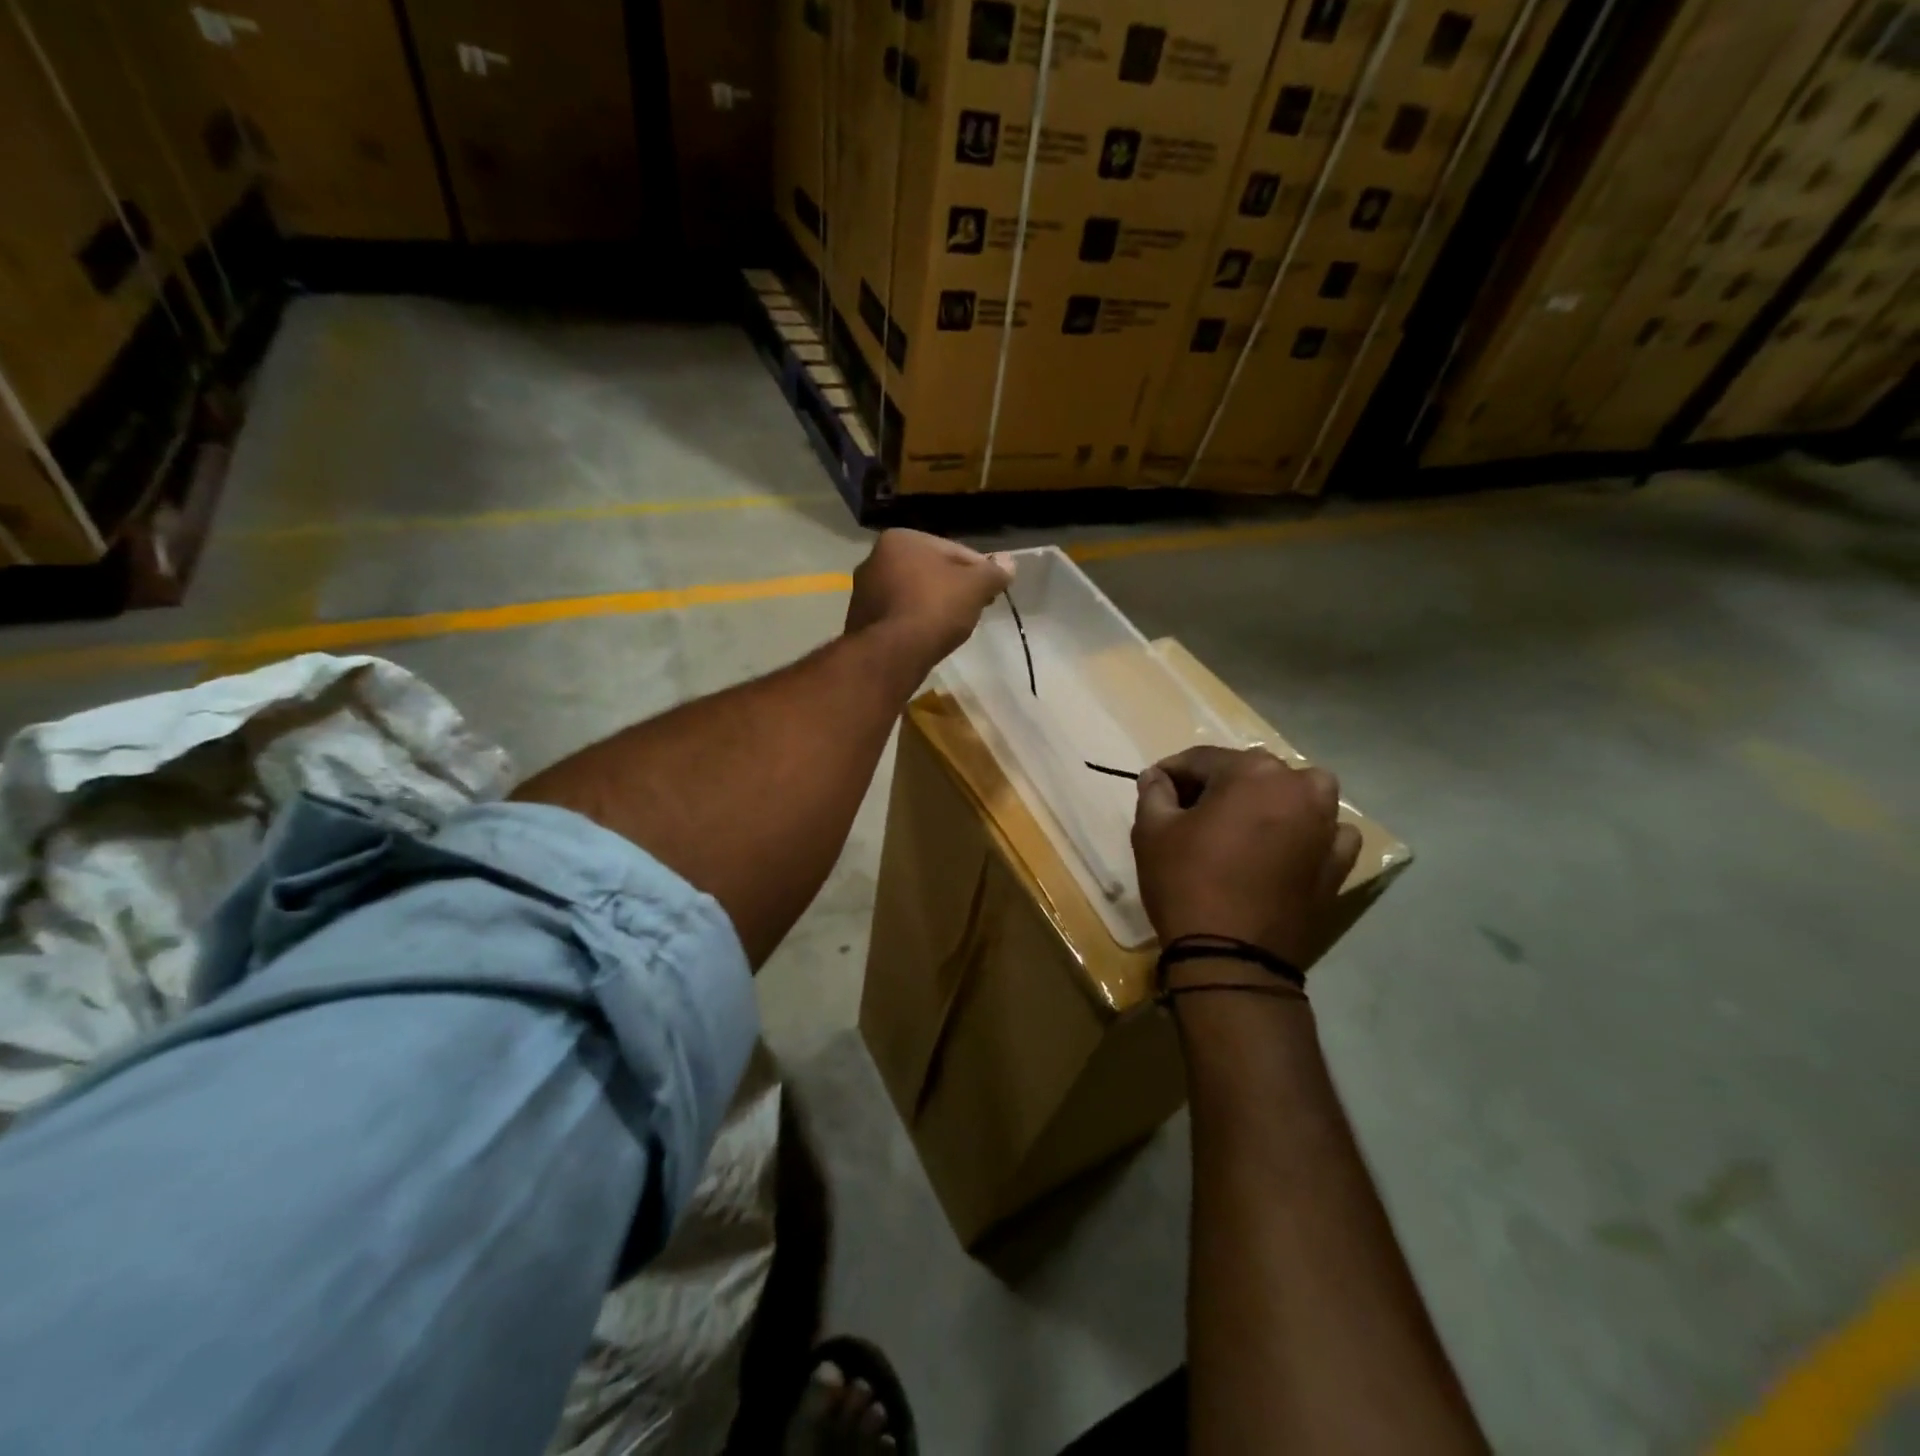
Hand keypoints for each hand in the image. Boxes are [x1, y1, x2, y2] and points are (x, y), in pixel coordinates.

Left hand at [845, 529, 1012, 665]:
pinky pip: (898, 615)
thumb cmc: (934, 608)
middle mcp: (874, 558)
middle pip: (930, 571)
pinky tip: (928, 637)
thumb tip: (1009, 563)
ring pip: (913, 593)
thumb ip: (994, 572)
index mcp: (901, 539)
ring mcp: (863, 591)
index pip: (953, 550)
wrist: (891, 654)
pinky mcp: (860, 621)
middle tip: (975, 608)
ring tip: (953, 626)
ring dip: (933, 604)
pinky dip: (914, 622)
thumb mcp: (975, 587)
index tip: (991, 591)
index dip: (978, 571)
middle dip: (953, 587)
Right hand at [1132, 746, 1362, 972]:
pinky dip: (1307, 831)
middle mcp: (1298, 787)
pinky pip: (1326, 831)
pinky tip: (1285, 847)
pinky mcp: (1339, 862)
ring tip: (1242, 825)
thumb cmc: (1185, 883)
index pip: (1202, 759)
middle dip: (1219, 785)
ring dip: (1270, 799)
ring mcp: (1326, 825)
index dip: (1173, 771)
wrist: (1232, 957)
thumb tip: (1158, 777)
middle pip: (1250, 772)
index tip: (1155, 787)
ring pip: (1296, 793)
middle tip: (1190, 811)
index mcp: (1251, 772)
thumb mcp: (1151, 832)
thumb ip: (1155, 793)